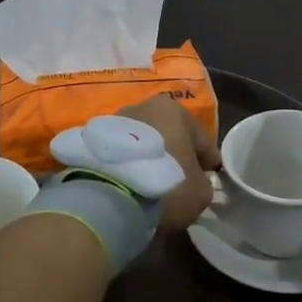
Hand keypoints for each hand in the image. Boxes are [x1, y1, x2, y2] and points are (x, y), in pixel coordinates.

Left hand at [120, 95, 219, 231]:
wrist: (109, 195)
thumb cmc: (167, 185)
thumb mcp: (201, 191)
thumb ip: (203, 181)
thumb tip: (194, 182)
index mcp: (176, 110)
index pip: (201, 139)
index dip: (208, 161)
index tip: (209, 177)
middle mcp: (144, 106)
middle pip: (169, 136)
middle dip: (176, 155)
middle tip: (180, 181)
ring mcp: (115, 121)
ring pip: (143, 143)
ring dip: (149, 159)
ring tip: (151, 185)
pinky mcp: (93, 140)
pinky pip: (122, 155)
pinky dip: (128, 166)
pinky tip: (131, 186)